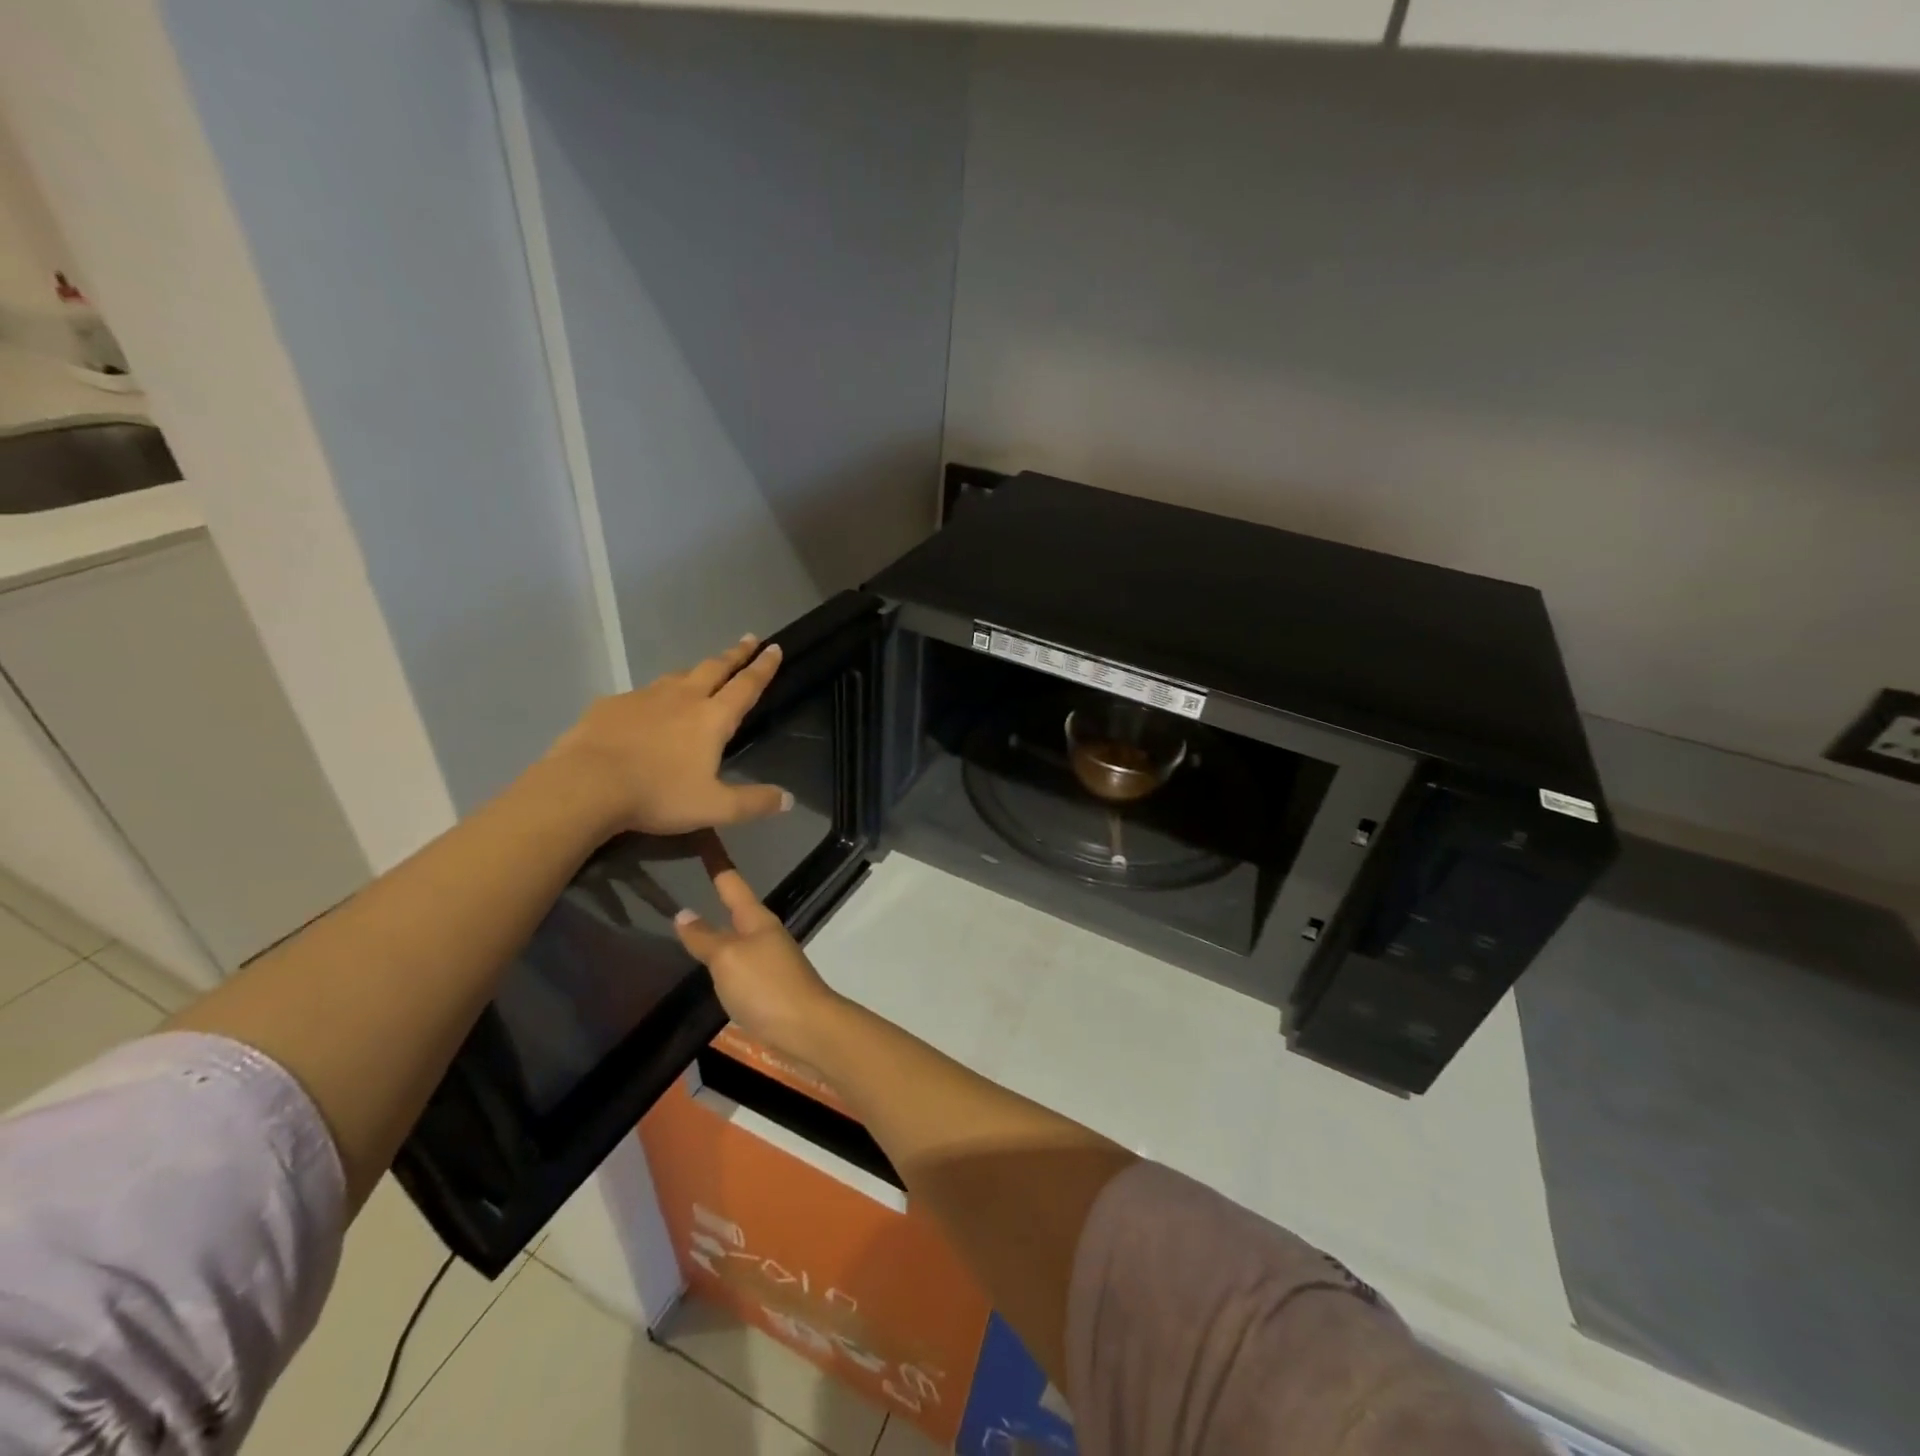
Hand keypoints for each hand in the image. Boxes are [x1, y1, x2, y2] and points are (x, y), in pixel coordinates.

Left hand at [547, 636, 789, 835]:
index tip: (774, 647)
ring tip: (702, 671)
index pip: (746, 686)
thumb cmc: (658, 794)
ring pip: (677, 676)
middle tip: (749, 639)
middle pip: (714, 668)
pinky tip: (647, 708)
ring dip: (696, 671)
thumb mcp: (715, 808)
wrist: (586, 785)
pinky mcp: (612, 705)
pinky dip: (655, 696)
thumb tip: (790, 800)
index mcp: (712, 719)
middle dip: (735, 654)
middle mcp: (682, 698)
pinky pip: (641, 694)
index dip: (763, 667)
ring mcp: (644, 697)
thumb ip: (754, 803)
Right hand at [673, 861, 841, 1057]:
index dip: (716, 862)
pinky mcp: (768, 986)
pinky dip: (722, 957)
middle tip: (686, 880)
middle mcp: (765, 934)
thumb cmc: (766, 986)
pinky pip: (739, 963)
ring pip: (737, 937)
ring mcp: (769, 960)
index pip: (731, 883)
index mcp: (757, 919)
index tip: (704, 837)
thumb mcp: (728, 958)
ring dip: (717, 928)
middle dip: (715, 896)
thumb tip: (682, 912)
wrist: (807, 1028)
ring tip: (691, 921)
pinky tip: (710, 964)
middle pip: (736, 908)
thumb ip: (704, 937)